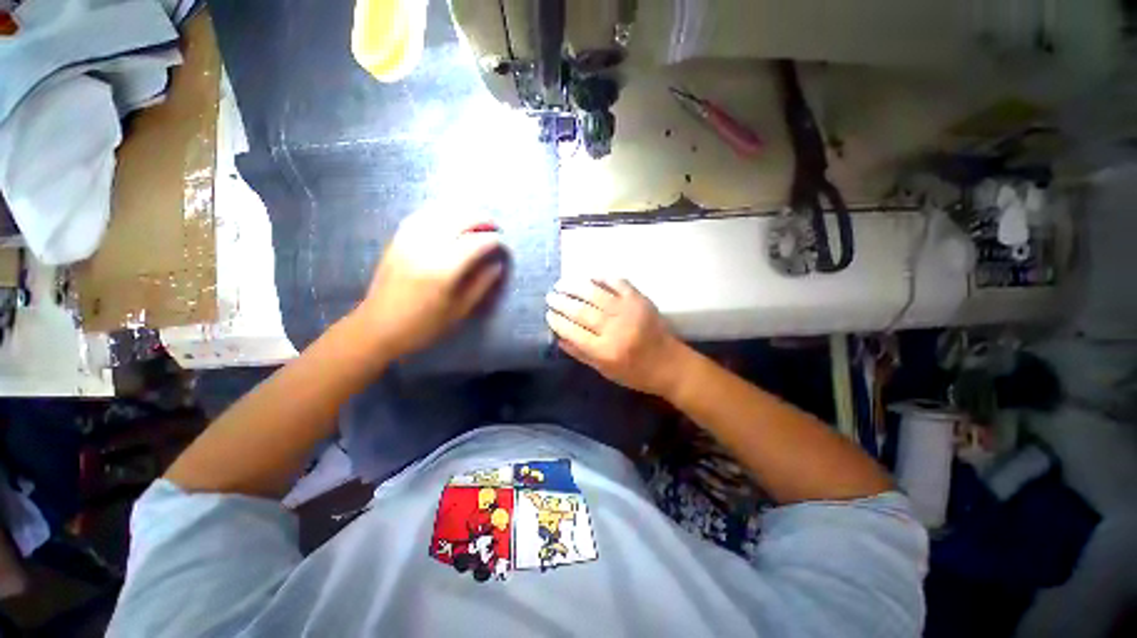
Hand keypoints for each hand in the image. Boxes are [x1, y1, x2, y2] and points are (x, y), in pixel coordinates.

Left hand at [359, 211, 505, 358]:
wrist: (378, 328)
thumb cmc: (424, 325)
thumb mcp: (460, 310)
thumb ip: (481, 284)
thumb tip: (497, 265)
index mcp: (444, 269)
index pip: (476, 243)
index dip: (493, 240)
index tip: (503, 244)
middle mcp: (426, 248)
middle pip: (458, 220)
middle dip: (480, 219)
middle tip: (494, 226)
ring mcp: (408, 240)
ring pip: (439, 212)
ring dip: (461, 212)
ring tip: (476, 219)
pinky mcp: (397, 240)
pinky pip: (421, 216)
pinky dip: (439, 212)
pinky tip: (449, 217)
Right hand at [546, 279, 690, 397]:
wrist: (670, 364)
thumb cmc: (636, 373)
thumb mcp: (605, 371)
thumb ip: (581, 354)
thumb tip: (559, 336)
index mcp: (605, 351)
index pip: (573, 332)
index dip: (558, 322)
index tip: (548, 314)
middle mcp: (615, 329)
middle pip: (581, 311)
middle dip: (562, 303)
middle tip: (550, 297)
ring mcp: (628, 311)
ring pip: (595, 294)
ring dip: (575, 287)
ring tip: (561, 284)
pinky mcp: (639, 299)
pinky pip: (617, 283)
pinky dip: (602, 278)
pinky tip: (589, 277)